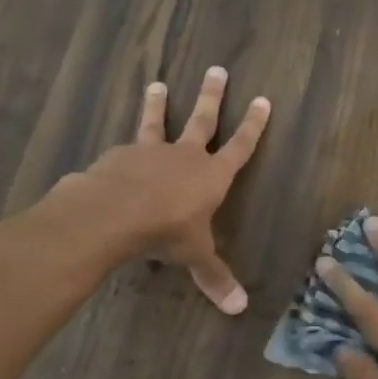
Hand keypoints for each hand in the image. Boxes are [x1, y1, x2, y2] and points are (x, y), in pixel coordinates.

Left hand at [72, 66, 270, 312]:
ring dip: (159, 104)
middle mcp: (185, 155)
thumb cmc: (165, 231)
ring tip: (157, 84)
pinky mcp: (120, 155)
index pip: (240, 146)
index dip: (253, 125)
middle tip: (216, 69)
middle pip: (203, 120)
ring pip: (158, 122)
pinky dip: (126, 148)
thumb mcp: (193, 255)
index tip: (263, 99)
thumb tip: (240, 309)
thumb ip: (214, 277)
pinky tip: (116, 152)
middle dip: (213, 96)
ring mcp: (151, 151)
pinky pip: (127, 148)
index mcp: (212, 175)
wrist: (114, 213)